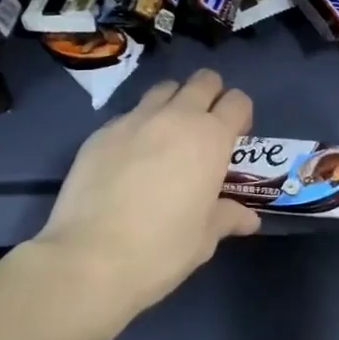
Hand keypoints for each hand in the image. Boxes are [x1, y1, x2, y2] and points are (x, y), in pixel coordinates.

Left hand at [31, 69, 259, 321]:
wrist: (89, 258)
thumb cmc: (161, 249)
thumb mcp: (204, 238)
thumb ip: (227, 217)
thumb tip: (249, 219)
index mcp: (211, 138)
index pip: (237, 101)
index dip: (240, 116)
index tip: (234, 140)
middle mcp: (176, 117)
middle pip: (204, 80)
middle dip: (210, 97)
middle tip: (204, 130)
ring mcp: (135, 119)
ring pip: (165, 89)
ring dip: (174, 103)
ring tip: (167, 137)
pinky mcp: (102, 131)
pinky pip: (130, 115)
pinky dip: (138, 127)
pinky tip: (129, 159)